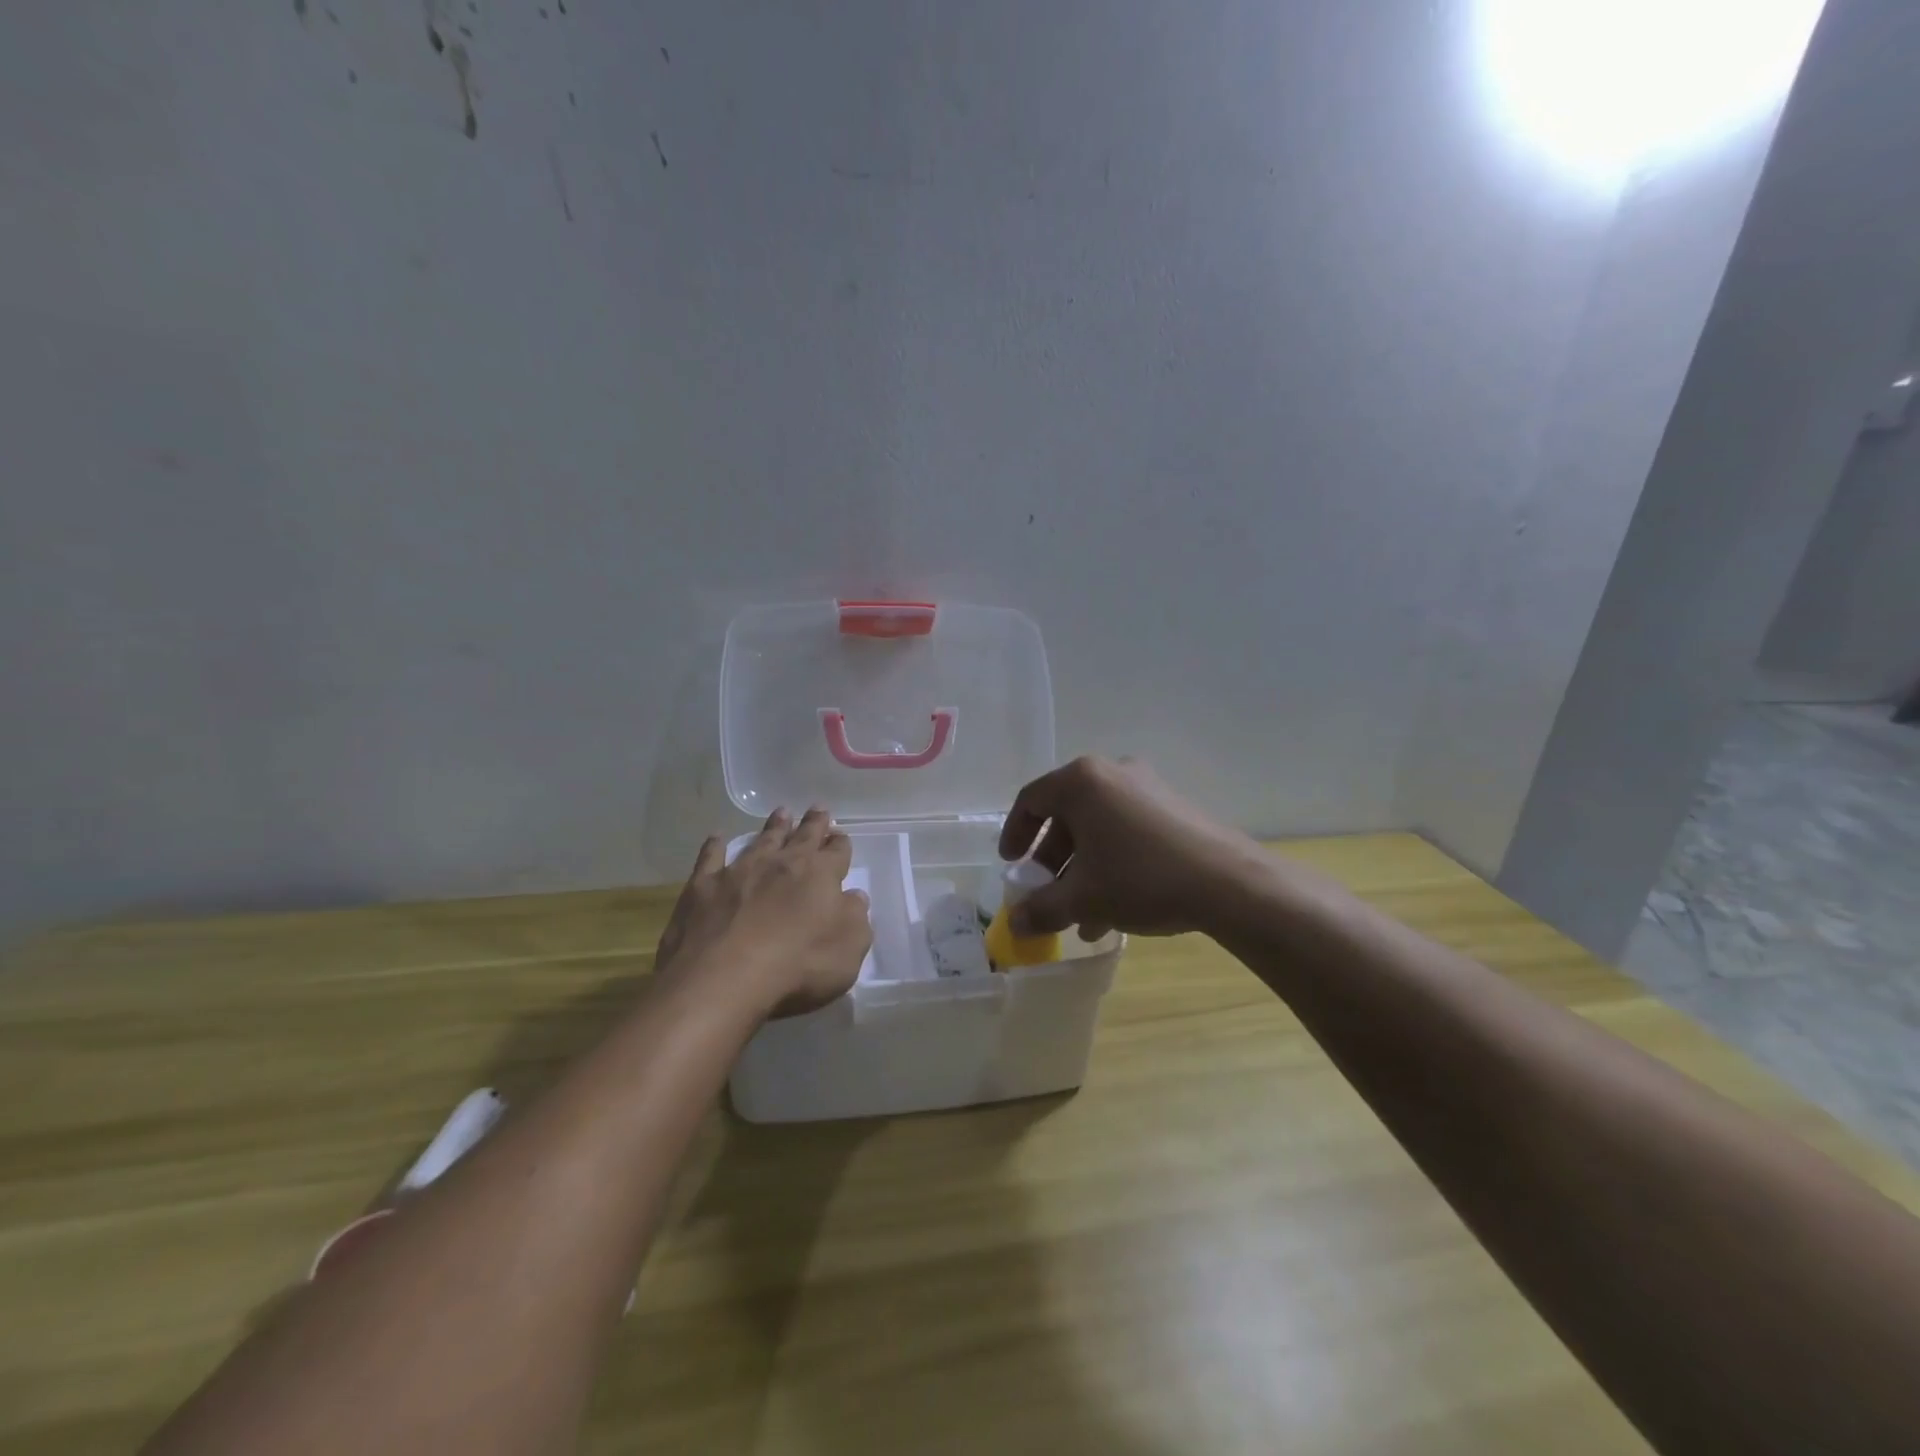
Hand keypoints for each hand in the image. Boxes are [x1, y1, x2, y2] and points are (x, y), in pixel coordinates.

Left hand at [654, 807, 871, 1019]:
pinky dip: (714, 846)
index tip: (841, 837)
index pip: (837, 852)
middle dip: (813, 823)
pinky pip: (711, 858)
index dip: (841, 844)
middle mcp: (781, 864)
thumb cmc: (798, 966)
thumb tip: (855, 897)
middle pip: (802, 836)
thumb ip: (855, 918)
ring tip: (781, 813)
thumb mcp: (848, 949)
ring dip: (774, 827)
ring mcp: (739, 871)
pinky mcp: (703, 887)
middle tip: (818, 808)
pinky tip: (717, 838)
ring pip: (761, 840)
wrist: (723, 979)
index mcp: (820, 875)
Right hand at [997, 756, 1265, 939]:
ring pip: (1099, 829)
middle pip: (1067, 816)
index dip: (1015, 834)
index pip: (1031, 800)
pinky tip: (1114, 911)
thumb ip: (1041, 909)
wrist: (1228, 883)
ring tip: (1080, 917)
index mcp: (1082, 781)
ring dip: (1083, 871)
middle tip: (1047, 893)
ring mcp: (1147, 788)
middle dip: (1053, 861)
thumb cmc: (1140, 878)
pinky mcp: (1173, 809)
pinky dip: (1112, 864)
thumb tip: (1016, 925)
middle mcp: (1112, 774)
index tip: (1012, 866)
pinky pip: (1127, 832)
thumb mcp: (1083, 897)